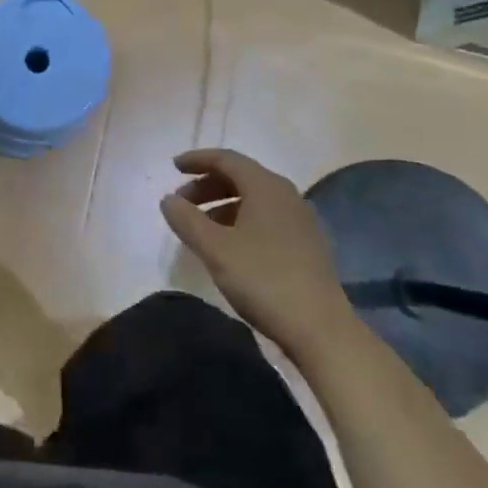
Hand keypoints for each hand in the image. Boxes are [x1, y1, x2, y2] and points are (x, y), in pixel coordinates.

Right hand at [159, 149, 352, 343]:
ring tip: (199, 226)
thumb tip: (168, 199)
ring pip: (254, 199)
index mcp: (266, 187)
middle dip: (207, 185)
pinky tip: (228, 245)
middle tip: (181, 202)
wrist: (319, 327)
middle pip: (241, 177)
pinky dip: (240, 220)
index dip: (198, 160)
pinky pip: (266, 218)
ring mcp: (300, 220)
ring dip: (222, 204)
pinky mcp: (306, 244)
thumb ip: (187, 220)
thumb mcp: (215, 249)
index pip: (227, 159)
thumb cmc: (263, 279)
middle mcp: (286, 195)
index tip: (173, 167)